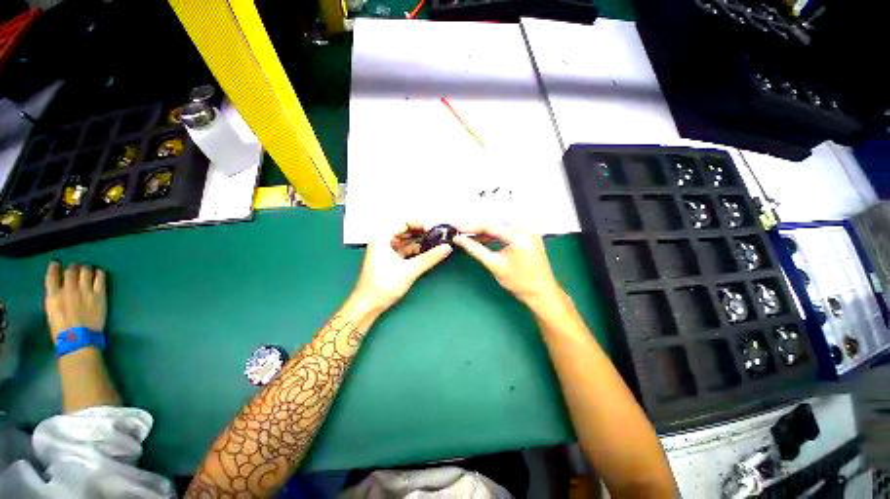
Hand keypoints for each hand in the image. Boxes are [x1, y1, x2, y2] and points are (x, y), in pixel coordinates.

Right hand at [44, 261, 106, 342]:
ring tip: (87, 270)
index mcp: (53, 296)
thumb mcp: (51, 312)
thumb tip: (59, 289)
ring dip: (86, 269)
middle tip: (75, 267)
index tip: (56, 264)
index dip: (55, 267)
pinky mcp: (99, 294)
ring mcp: (85, 291)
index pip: (52, 276)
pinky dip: (99, 273)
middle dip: (73, 267)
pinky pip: (100, 278)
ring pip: (86, 271)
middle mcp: (69, 290)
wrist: (79, 339)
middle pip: (71, 271)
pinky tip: (99, 273)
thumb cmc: (62, 330)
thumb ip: (55, 298)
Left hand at [353, 223, 452, 310]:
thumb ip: (430, 257)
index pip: (405, 223)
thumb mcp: (410, 270)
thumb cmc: (384, 285)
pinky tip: (428, 253)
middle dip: (422, 233)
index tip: (436, 230)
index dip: (421, 225)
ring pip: (406, 241)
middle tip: (439, 236)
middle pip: (406, 231)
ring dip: (420, 242)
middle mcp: (383, 240)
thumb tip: (448, 247)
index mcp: (383, 237)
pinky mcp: (389, 259)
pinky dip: (416, 251)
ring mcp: (385, 250)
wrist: (368, 305)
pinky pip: (405, 250)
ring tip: (437, 244)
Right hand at [454, 223, 561, 306]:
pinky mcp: (528, 235)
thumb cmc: (519, 282)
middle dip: (476, 227)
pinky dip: (494, 235)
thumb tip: (459, 239)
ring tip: (468, 236)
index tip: (456, 227)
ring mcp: (528, 231)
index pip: (489, 225)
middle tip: (459, 231)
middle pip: (494, 223)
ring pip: (499, 226)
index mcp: (518, 235)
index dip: (470, 226)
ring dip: (484, 231)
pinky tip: (483, 239)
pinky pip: (507, 231)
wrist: (541, 292)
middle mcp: (525, 229)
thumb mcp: (494, 264)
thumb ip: (475, 249)